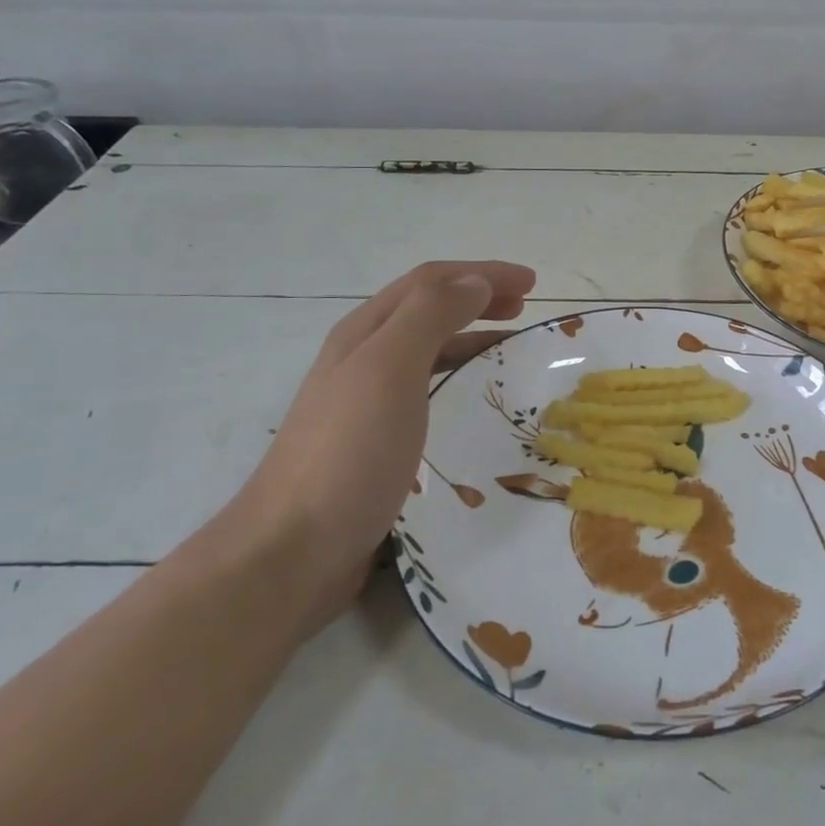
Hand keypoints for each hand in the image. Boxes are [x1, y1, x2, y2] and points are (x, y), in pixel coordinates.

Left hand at [231, 260, 535, 626]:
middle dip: (477, 298)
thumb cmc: (348, 452)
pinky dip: (458, 380)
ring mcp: (366, 403)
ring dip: (470, 337)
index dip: (482, 273)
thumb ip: (431, 315)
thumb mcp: (389, 369)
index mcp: (365, 332)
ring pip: (428, 351)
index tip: (532, 285)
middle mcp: (363, 358)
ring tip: (509, 351)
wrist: (291, 552)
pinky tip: (473, 402)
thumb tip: (474, 281)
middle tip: (524, 310)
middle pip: (427, 309)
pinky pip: (427, 391)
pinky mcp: (375, 443)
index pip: (430, 281)